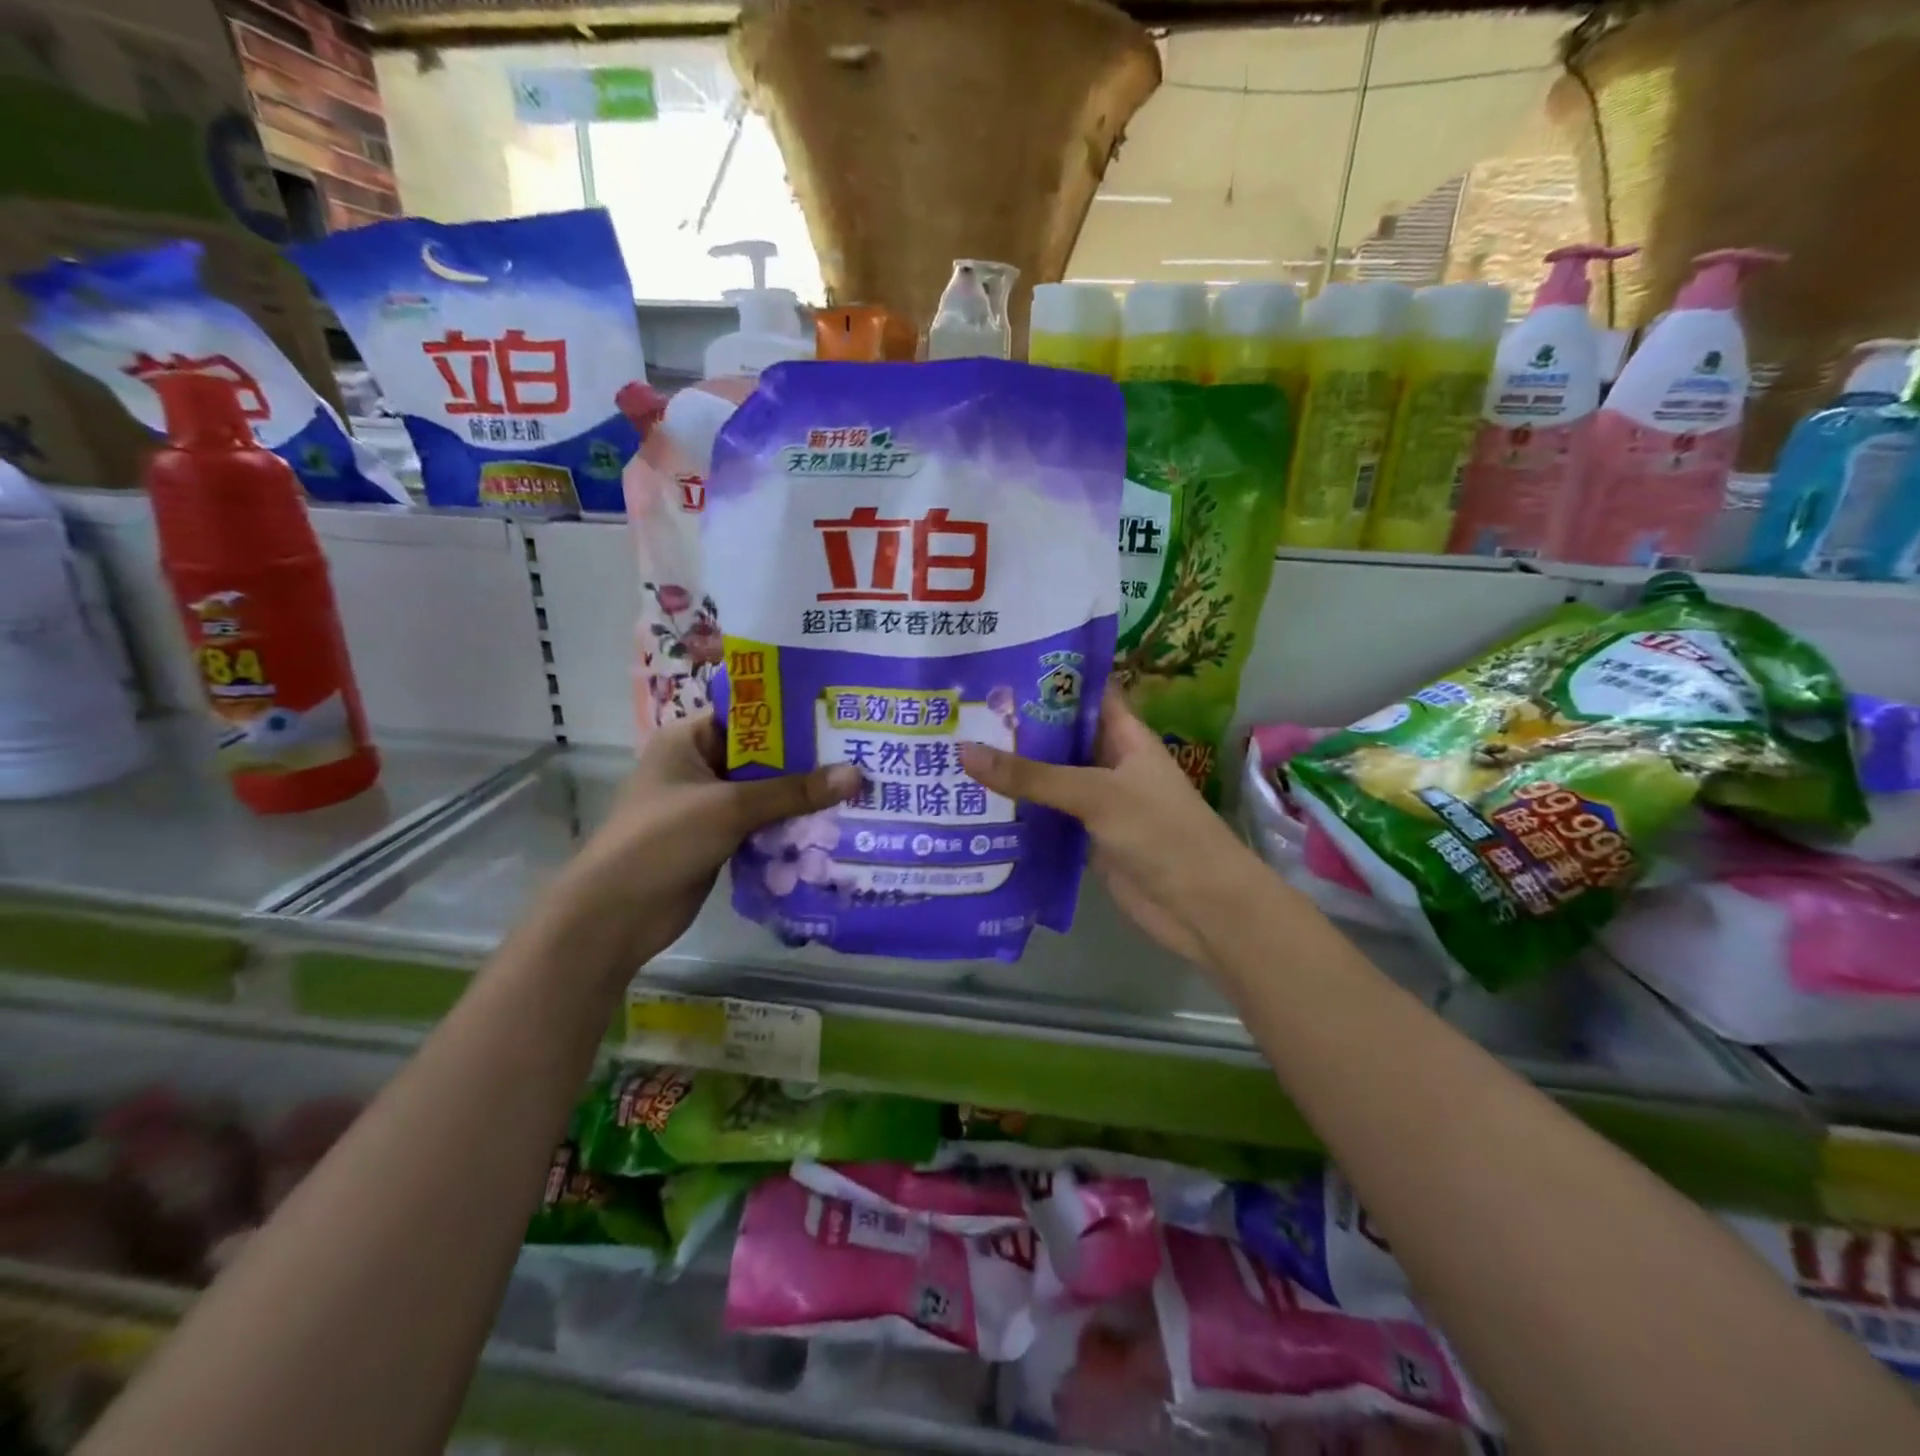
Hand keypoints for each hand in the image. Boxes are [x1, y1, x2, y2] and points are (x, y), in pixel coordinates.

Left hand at [547, 714, 861, 972]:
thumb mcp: (730, 807)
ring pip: (764, 794)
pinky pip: (760, 825)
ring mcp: (707, 806)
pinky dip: (787, 827)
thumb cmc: (663, 840)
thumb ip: (793, 791)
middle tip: (861, 757)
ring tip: (856, 792)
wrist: (616, 914)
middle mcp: (698, 766)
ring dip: (800, 799)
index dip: (792, 718)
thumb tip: (856, 774)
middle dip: (806, 763)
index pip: (748, 717)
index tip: (838, 719)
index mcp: (688, 739)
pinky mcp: (716, 839)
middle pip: (761, 758)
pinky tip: (829, 828)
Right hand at [958, 688, 1268, 967]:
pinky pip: (1047, 818)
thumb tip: (963, 752)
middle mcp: (1110, 763)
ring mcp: (1097, 803)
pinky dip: (1018, 813)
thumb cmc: (1161, 833)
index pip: (1084, 693)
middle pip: (1059, 737)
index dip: (1047, 677)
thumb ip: (1032, 776)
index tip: (995, 667)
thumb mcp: (1096, 794)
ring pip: (1049, 779)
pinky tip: (975, 806)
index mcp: (1124, 736)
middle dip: (1015, 726)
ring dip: (1011, 772)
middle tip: (958, 712)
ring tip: (952, 753)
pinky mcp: (1086, 840)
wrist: (1202, 908)